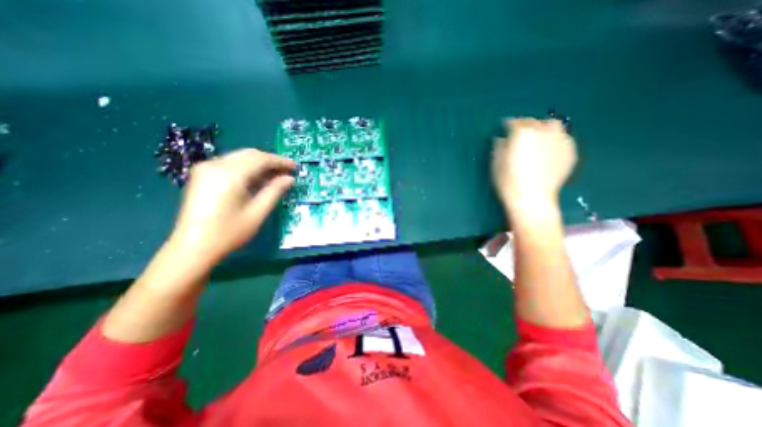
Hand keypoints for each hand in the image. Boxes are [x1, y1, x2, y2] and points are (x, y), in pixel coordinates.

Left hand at [168, 149, 294, 263]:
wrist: (193, 247)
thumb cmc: (229, 232)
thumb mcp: (257, 212)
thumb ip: (274, 191)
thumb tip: (290, 179)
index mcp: (230, 175)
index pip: (260, 159)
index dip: (280, 161)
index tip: (294, 167)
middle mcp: (216, 165)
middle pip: (249, 154)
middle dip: (270, 161)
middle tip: (286, 172)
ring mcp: (206, 169)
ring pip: (240, 157)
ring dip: (259, 164)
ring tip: (275, 176)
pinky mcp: (202, 175)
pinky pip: (230, 164)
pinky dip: (247, 168)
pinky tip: (257, 180)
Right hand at [495, 117, 577, 208]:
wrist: (532, 198)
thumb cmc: (508, 180)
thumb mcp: (496, 162)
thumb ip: (499, 145)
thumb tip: (502, 138)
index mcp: (522, 132)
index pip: (514, 122)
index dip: (507, 125)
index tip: (504, 128)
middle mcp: (543, 130)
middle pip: (533, 122)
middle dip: (525, 126)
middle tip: (520, 136)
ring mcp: (560, 140)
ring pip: (552, 126)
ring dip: (543, 129)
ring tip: (537, 139)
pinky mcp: (570, 151)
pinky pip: (562, 138)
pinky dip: (554, 141)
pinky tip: (548, 151)